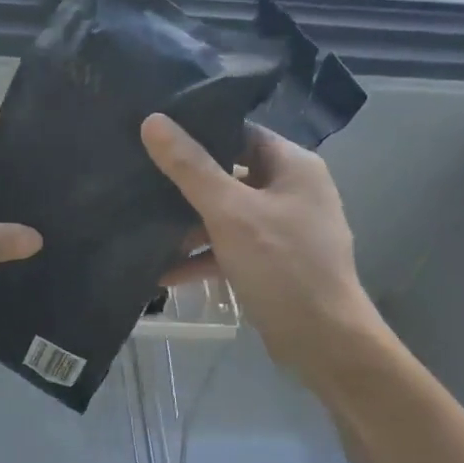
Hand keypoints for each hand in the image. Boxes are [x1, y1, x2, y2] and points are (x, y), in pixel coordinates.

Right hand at [142, 114, 381, 386]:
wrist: (324, 342)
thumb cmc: (282, 265)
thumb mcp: (229, 211)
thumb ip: (189, 166)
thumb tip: (152, 120)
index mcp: (293, 166)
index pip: (240, 132)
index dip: (199, 129)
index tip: (155, 131)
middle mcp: (292, 191)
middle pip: (230, 173)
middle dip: (186, 180)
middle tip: (140, 173)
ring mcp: (283, 229)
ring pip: (227, 214)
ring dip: (189, 224)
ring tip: (143, 225)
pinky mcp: (273, 263)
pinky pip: (230, 248)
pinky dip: (202, 257)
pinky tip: (163, 272)